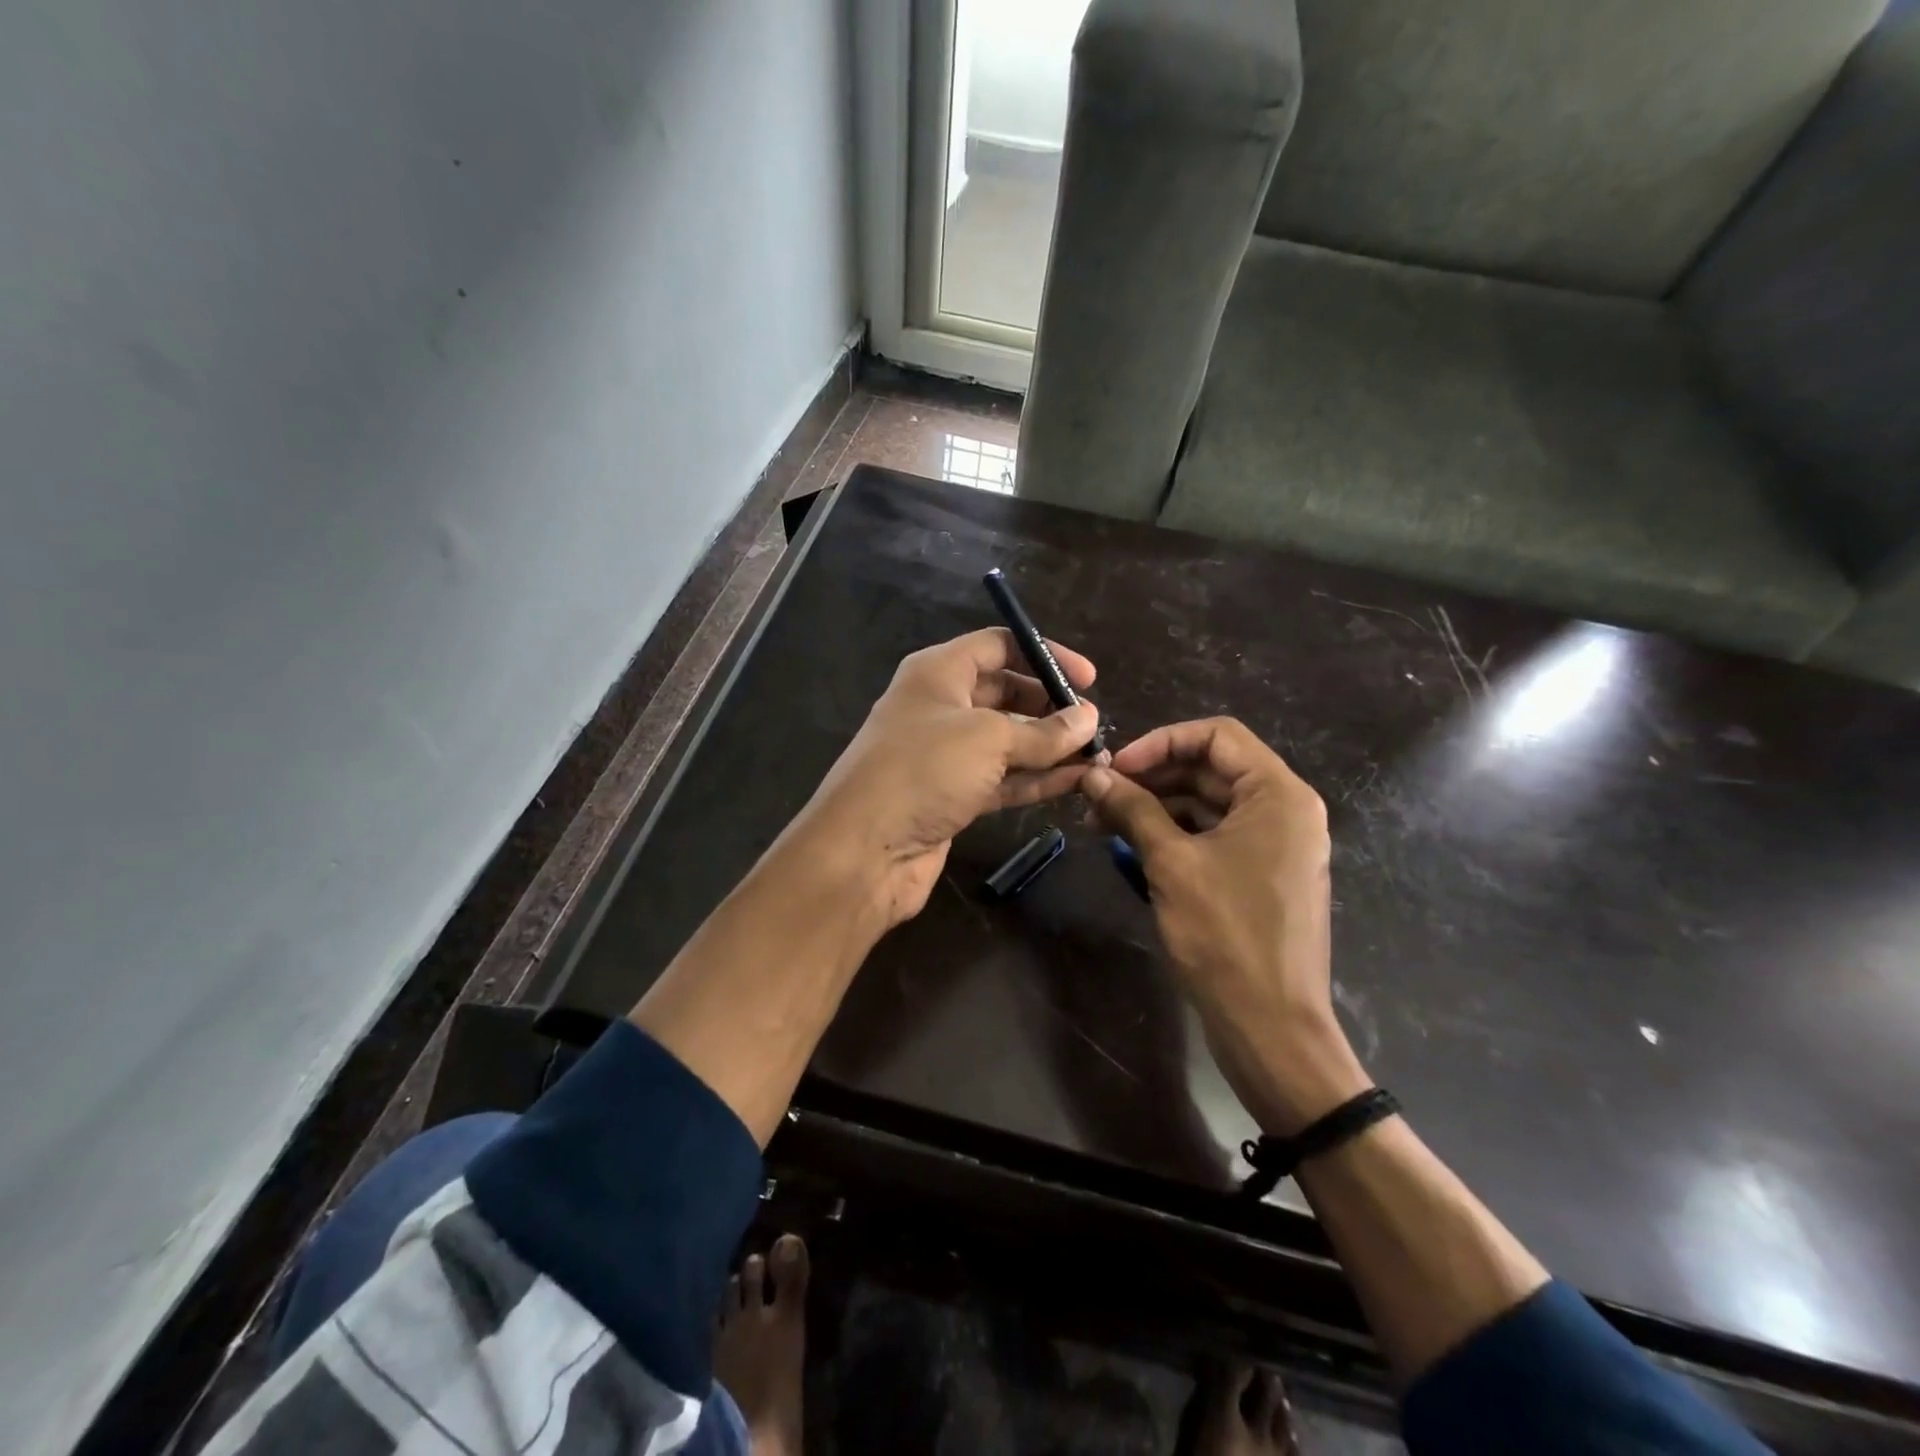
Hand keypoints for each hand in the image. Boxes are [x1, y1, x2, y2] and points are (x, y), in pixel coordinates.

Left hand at [798, 628, 1101, 926]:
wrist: (864, 851)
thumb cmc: (923, 770)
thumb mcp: (988, 739)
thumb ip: (1044, 731)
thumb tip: (1089, 719)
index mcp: (939, 672)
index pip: (999, 646)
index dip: (1045, 655)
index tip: (1088, 680)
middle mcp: (941, 706)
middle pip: (1006, 694)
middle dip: (1050, 706)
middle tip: (1094, 725)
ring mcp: (945, 754)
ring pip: (1008, 741)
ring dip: (1051, 748)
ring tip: (1098, 757)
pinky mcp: (952, 795)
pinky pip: (1002, 778)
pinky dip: (1036, 779)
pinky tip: (1076, 782)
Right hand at [1081, 718, 1368, 1133]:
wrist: (1270, 1028)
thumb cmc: (1225, 936)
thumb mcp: (1171, 864)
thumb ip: (1132, 809)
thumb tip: (1092, 775)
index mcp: (1278, 795)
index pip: (1216, 736)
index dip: (1160, 742)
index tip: (1115, 767)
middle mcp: (1284, 811)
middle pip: (1210, 769)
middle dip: (1151, 777)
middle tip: (1098, 796)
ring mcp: (1274, 845)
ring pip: (1207, 804)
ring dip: (1156, 807)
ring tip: (1102, 823)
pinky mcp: (1259, 875)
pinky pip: (1213, 836)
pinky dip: (1173, 835)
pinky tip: (1131, 846)